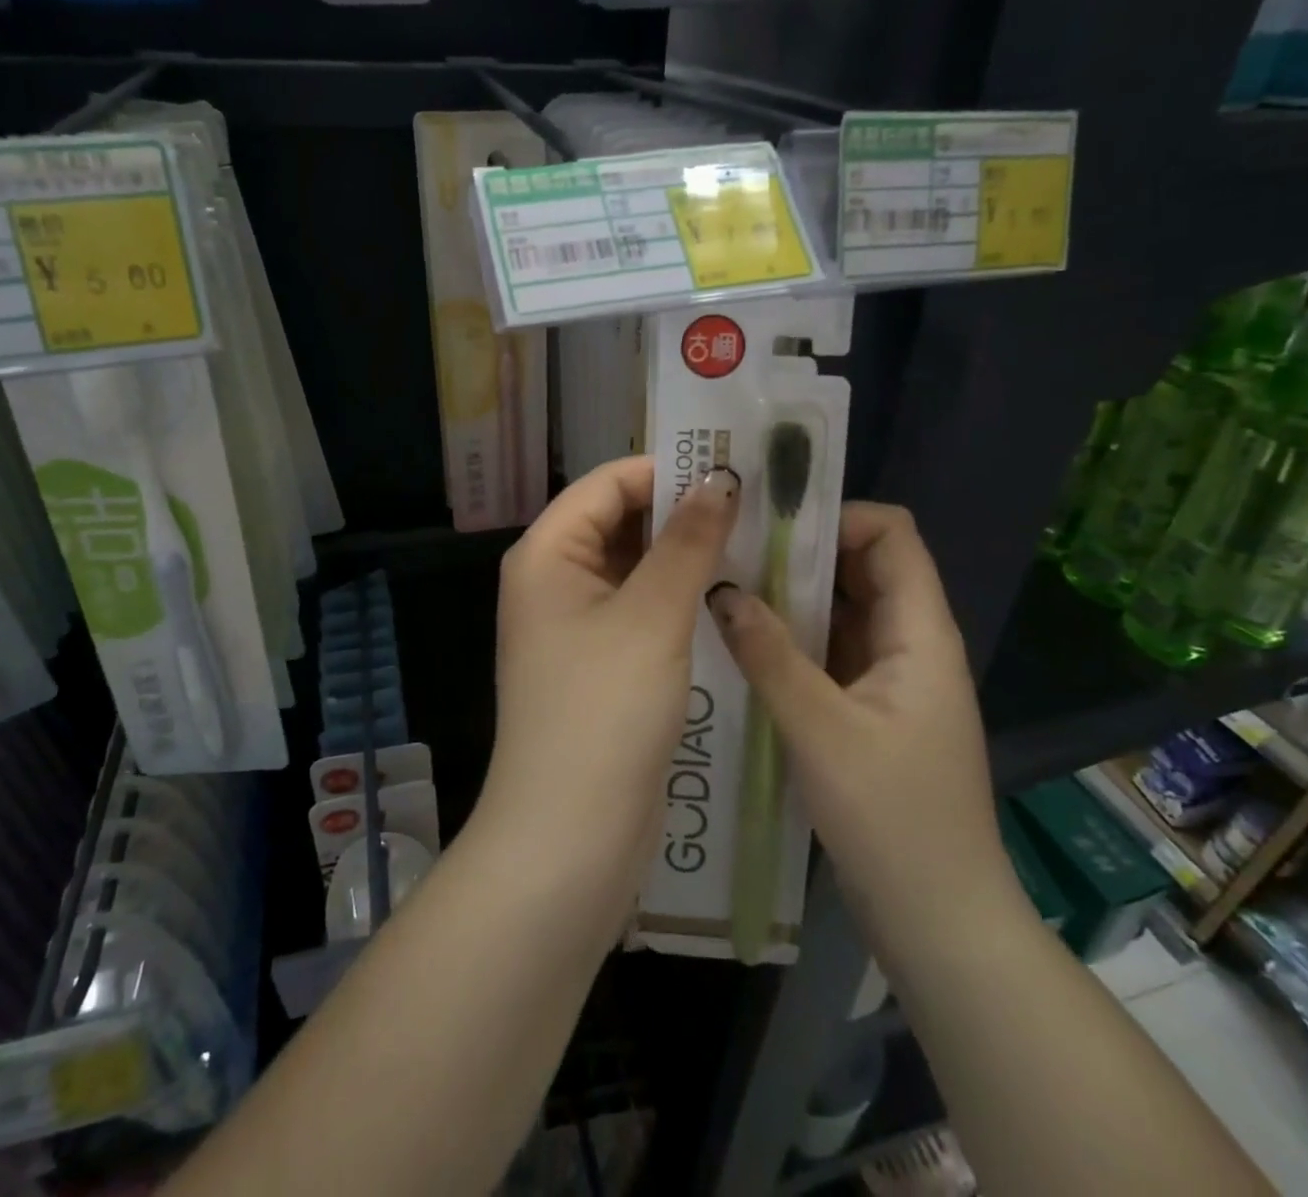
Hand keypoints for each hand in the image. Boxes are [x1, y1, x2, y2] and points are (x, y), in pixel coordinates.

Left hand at [481, 456, 739, 917]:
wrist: (569, 838)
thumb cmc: (603, 714)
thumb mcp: (652, 617)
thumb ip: (687, 542)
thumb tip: (720, 480)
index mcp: (548, 554)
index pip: (608, 483)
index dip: (668, 470)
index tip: (735, 470)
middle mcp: (555, 580)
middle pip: (621, 522)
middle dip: (683, 511)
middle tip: (759, 504)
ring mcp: (577, 625)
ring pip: (637, 567)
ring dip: (687, 555)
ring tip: (757, 540)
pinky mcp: (602, 663)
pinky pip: (643, 609)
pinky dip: (680, 596)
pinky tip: (731, 594)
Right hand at [706, 504, 1019, 926]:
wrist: (939, 920)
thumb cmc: (892, 820)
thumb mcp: (820, 731)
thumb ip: (770, 655)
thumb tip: (721, 590)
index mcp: (919, 634)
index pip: (892, 535)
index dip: (837, 516)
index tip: (772, 523)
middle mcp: (910, 643)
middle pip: (864, 567)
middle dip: (803, 551)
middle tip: (733, 549)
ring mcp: (891, 678)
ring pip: (844, 610)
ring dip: (794, 596)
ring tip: (728, 587)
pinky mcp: (870, 709)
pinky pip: (832, 651)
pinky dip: (794, 638)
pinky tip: (745, 644)